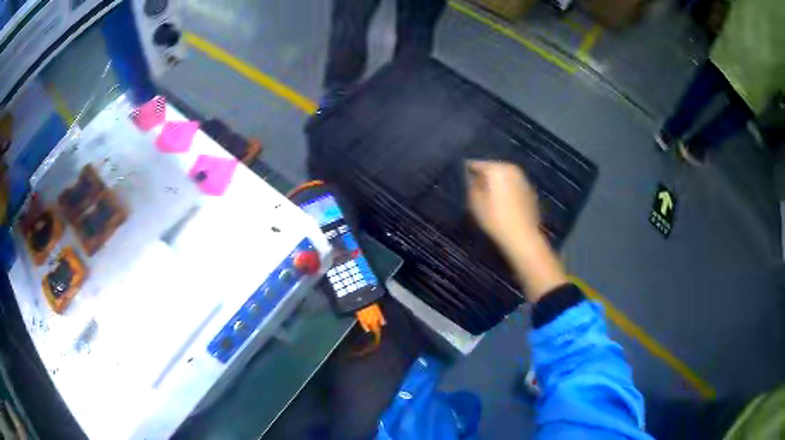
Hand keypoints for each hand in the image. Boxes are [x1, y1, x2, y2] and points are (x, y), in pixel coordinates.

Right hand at [466, 160, 565, 300]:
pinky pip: (513, 187)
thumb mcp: (475, 203)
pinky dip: (507, 191)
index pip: (476, 164)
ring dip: (496, 184)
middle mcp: (512, 169)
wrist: (523, 238)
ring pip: (504, 178)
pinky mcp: (530, 193)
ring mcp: (524, 180)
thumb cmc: (495, 219)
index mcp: (497, 168)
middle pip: (492, 169)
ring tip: (487, 198)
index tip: (459, 180)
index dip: (466, 171)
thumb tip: (471, 178)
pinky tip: (502, 205)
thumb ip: (471, 186)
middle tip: (473, 189)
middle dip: (483, 177)